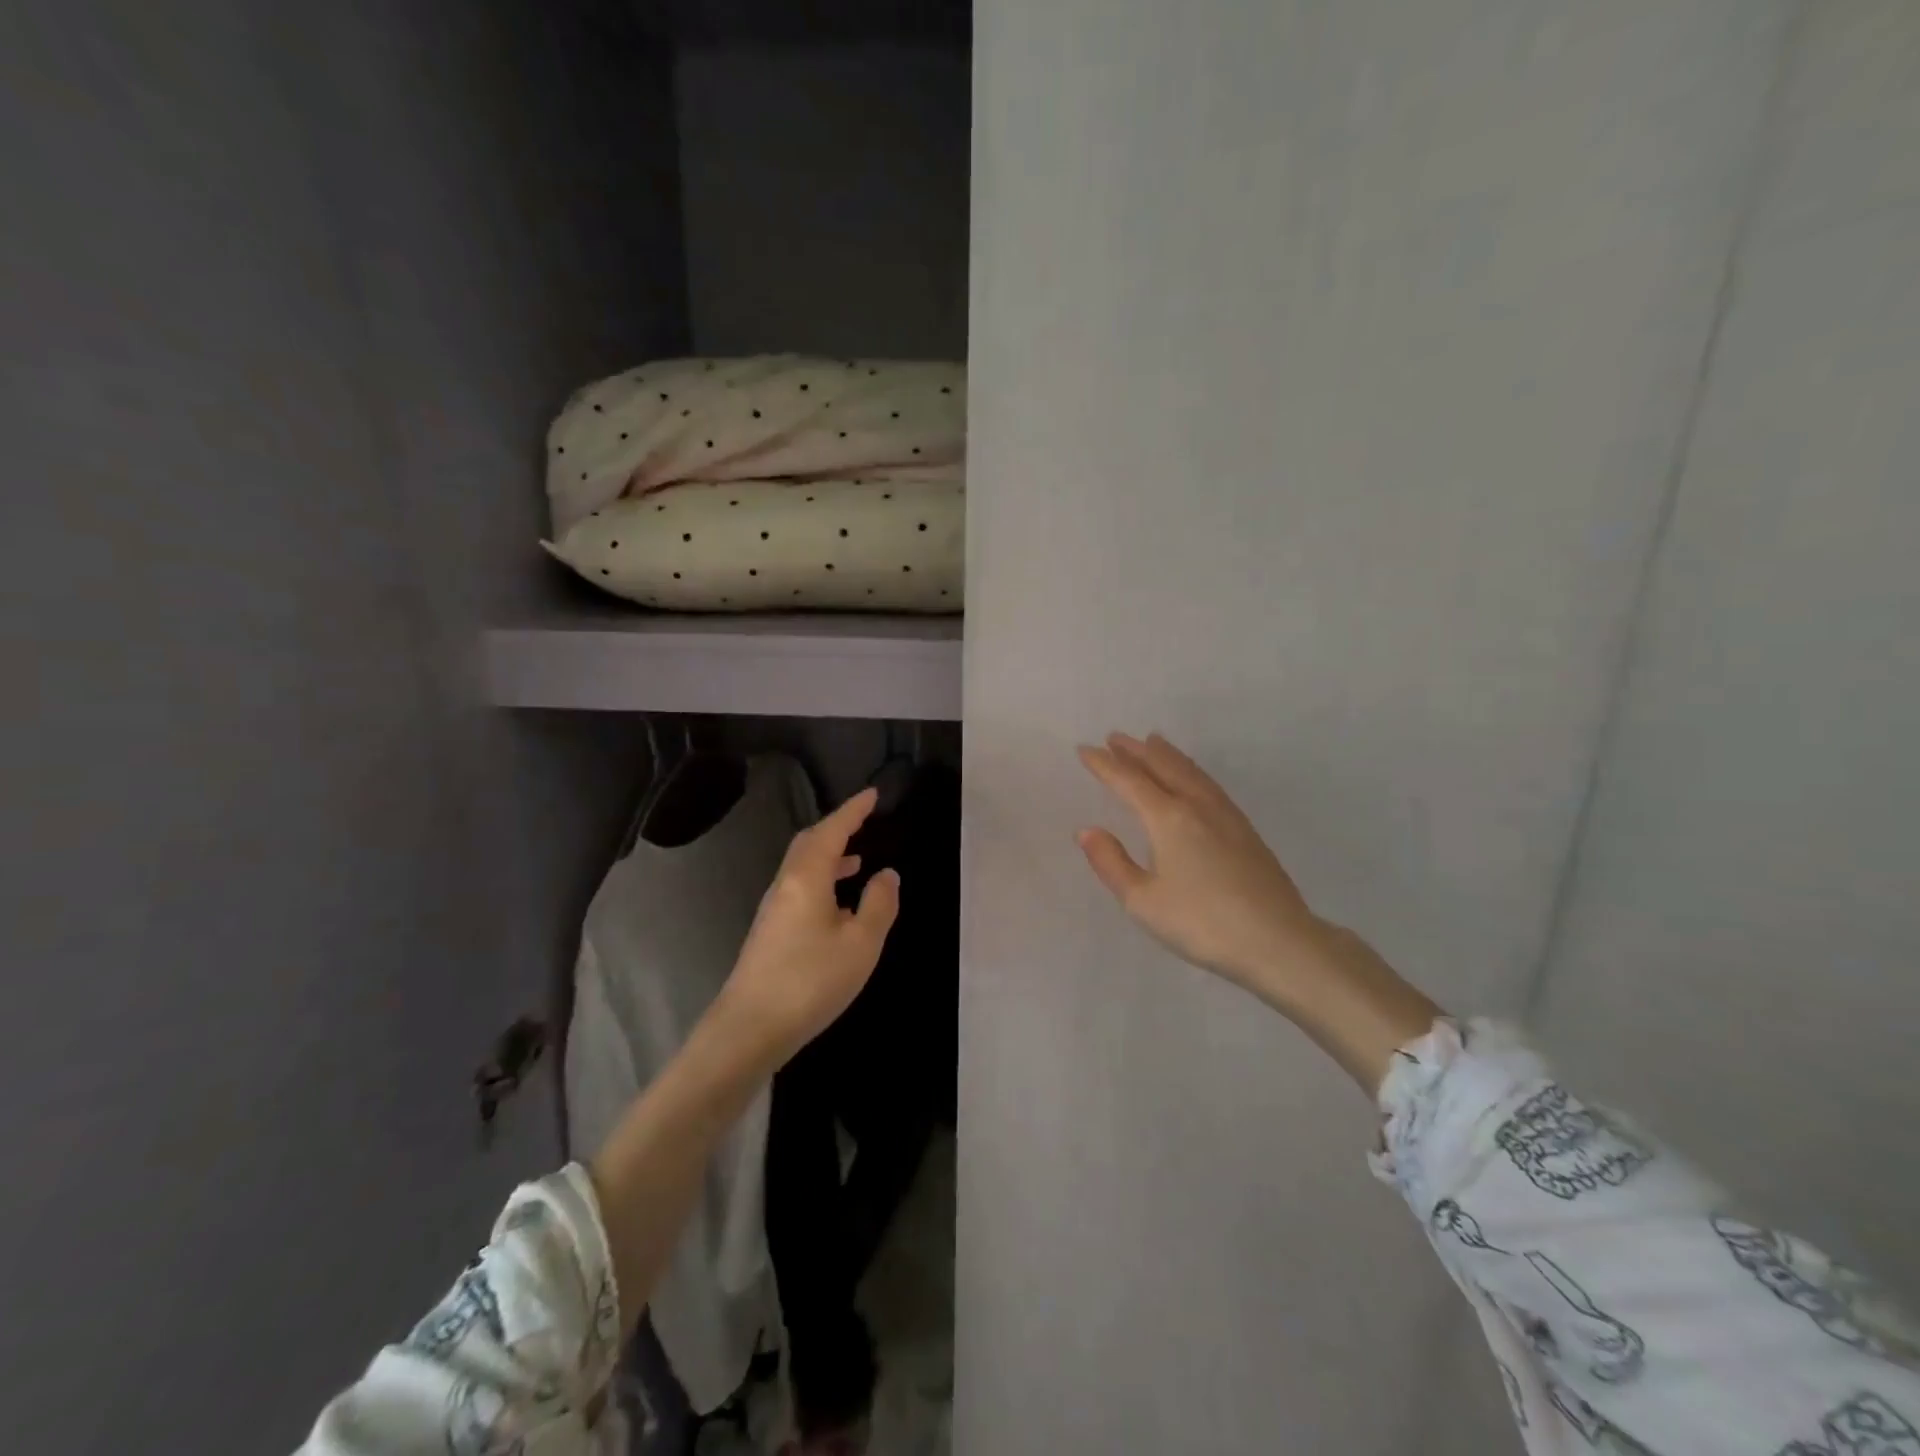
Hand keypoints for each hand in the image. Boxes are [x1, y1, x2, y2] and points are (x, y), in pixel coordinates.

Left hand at [712, 786, 900, 1067]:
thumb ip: (879, 904)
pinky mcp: (769, 932)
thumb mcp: (861, 943)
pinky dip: (822, 881)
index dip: (853, 810)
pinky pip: (799, 889)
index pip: (832, 830)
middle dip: (837, 828)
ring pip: (803, 867)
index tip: (872, 794)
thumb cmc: (810, 980)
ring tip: (857, 861)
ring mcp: (773, 909)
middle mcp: (785, 885)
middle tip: (864, 821)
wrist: (749, 1029)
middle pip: (810, 843)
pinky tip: (837, 907)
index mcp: (807, 877)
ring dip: (830, 857)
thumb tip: (887, 874)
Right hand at [1077, 732, 1441, 1088]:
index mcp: (1168, 818)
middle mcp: (1196, 806)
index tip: (1085, 750)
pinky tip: (1193, 778)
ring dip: (1166, 755)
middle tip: (1115, 737)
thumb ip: (1111, 863)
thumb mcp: (1142, 901)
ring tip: (1153, 741)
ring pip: (1190, 772)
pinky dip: (1191, 770)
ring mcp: (1226, 815)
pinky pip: (1209, 784)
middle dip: (1135, 751)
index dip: (1104, 765)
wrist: (1278, 941)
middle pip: (1162, 767)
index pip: (1129, 782)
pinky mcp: (1245, 829)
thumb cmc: (1201, 923)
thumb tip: (1088, 830)